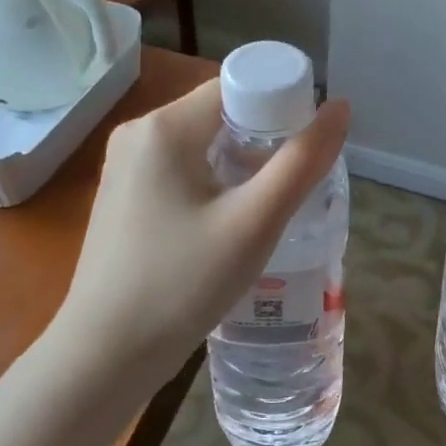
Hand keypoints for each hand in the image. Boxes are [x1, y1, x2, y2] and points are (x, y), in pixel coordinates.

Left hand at [44, 79, 350, 394]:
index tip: (310, 149)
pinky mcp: (126, 199)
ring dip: (244, 166)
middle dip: (266, 141)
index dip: (282, 107)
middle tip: (298, 184)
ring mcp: (126, 168)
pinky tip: (234, 223)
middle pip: (221, 115)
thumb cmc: (182, 284)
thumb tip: (341, 108)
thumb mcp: (253, 223)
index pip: (237, 88)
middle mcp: (138, 135)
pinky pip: (183, 171)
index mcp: (163, 127)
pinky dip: (217, 184)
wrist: (104, 356)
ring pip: (204, 146)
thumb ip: (302, 162)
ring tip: (272, 206)